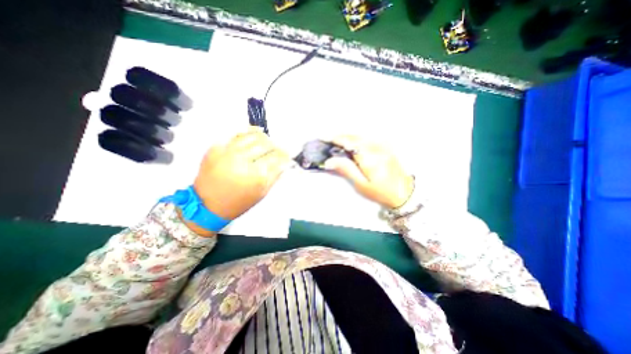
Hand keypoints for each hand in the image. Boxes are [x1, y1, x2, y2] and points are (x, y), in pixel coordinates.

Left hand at [194, 127, 291, 220]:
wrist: (207, 205)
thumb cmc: (238, 203)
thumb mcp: (261, 193)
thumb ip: (275, 176)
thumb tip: (285, 162)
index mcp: (255, 175)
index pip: (276, 157)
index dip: (284, 154)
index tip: (287, 154)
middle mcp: (242, 160)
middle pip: (265, 144)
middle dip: (276, 146)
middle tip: (278, 150)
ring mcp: (227, 152)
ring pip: (252, 136)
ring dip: (264, 137)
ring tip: (268, 142)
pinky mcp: (216, 148)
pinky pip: (235, 134)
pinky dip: (247, 132)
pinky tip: (255, 132)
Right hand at [325, 134, 414, 206]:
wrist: (404, 193)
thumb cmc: (381, 192)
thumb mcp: (361, 184)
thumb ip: (346, 170)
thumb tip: (330, 161)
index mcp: (369, 158)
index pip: (349, 143)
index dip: (335, 139)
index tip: (324, 138)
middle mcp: (376, 148)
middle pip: (354, 136)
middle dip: (340, 136)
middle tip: (328, 139)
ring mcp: (383, 146)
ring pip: (362, 135)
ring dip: (348, 135)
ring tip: (337, 139)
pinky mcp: (386, 147)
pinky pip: (369, 137)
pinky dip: (357, 137)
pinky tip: (353, 141)